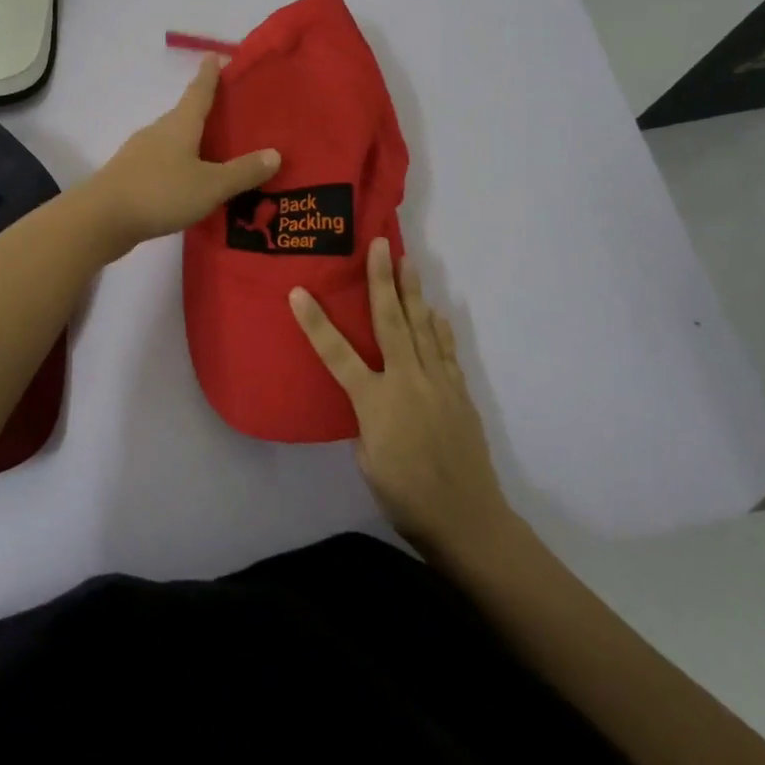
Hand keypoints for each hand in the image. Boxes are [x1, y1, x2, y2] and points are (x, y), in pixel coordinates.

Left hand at [84, 55, 279, 257]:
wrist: (102, 218)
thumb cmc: (160, 192)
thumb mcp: (211, 185)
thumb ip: (243, 172)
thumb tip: (275, 153)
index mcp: (180, 123)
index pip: (199, 90)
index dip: (210, 73)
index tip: (216, 55)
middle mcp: (159, 130)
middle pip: (185, 114)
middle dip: (206, 111)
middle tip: (232, 113)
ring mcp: (141, 152)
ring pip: (173, 140)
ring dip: (193, 141)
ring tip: (216, 152)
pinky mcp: (130, 175)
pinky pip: (163, 162)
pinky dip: (180, 165)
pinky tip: (190, 182)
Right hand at [290, 238, 510, 555]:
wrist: (466, 519)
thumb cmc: (406, 497)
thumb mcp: (368, 461)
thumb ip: (366, 421)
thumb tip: (372, 399)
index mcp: (374, 402)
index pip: (337, 355)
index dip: (315, 323)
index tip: (298, 292)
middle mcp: (406, 382)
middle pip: (391, 322)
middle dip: (381, 281)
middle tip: (379, 245)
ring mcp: (437, 384)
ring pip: (422, 328)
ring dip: (413, 292)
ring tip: (407, 261)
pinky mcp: (459, 392)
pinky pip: (445, 351)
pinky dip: (439, 329)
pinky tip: (436, 312)